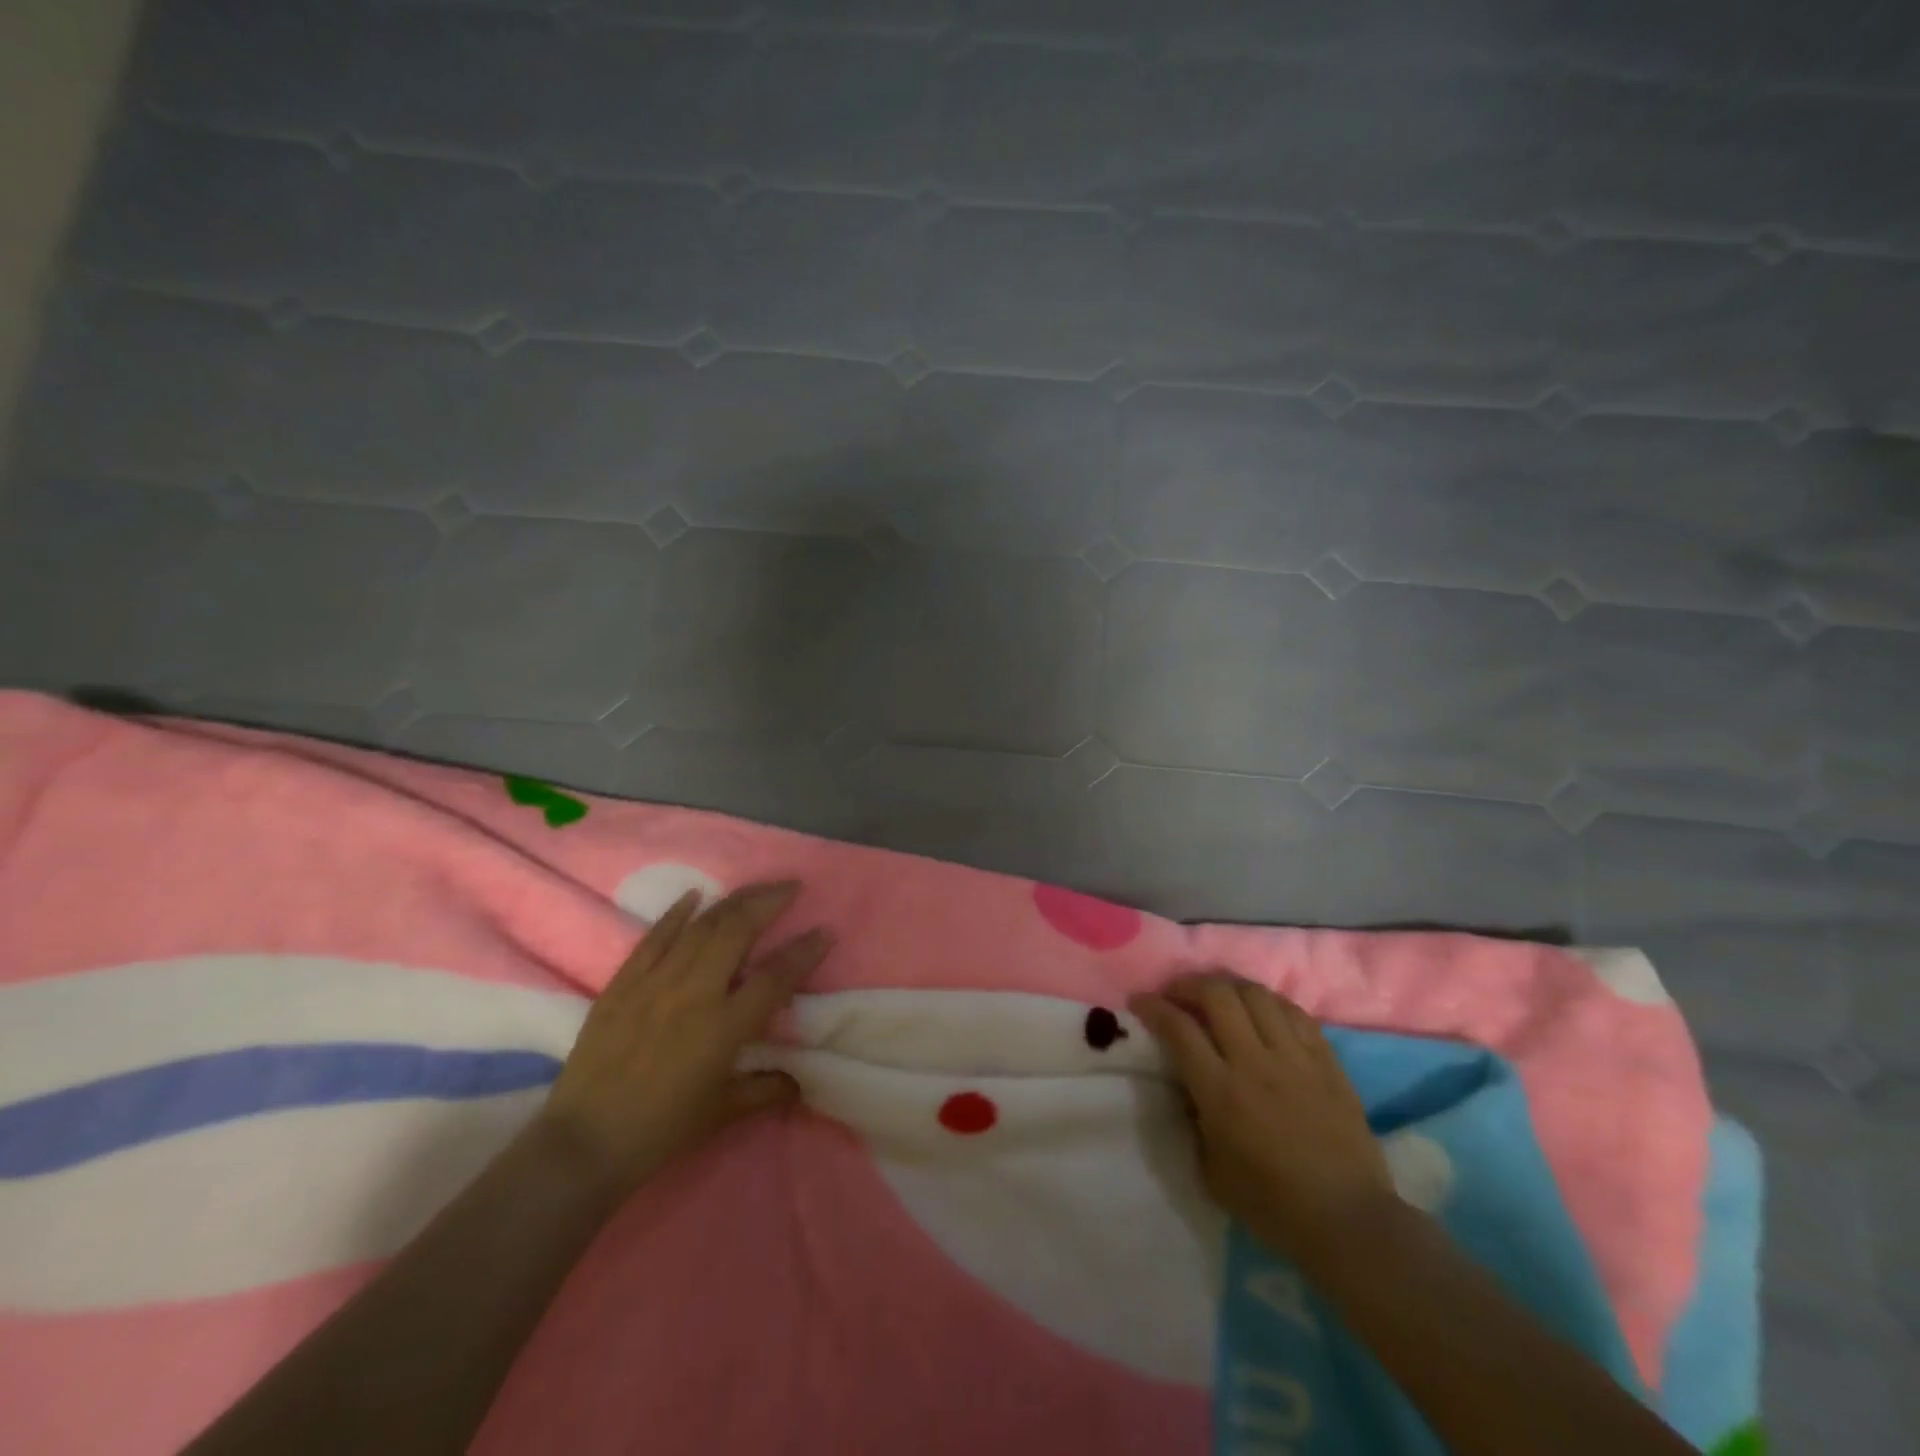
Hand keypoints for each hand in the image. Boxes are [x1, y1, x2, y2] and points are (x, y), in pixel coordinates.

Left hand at [539, 881, 831, 1196]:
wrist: (584, 1144)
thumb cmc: (661, 1131)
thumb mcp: (722, 1113)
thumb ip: (765, 1090)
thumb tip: (799, 1081)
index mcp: (723, 1027)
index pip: (775, 978)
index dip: (804, 952)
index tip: (825, 931)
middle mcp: (694, 993)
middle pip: (737, 931)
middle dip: (768, 902)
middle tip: (791, 886)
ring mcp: (655, 982)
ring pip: (700, 926)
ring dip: (733, 901)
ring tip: (756, 888)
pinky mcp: (623, 983)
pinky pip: (653, 938)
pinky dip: (676, 913)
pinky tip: (694, 895)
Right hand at [1131, 972, 1392, 1260]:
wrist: (1348, 1220)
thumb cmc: (1272, 1205)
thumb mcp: (1210, 1171)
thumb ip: (1193, 1122)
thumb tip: (1187, 1089)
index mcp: (1221, 1091)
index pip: (1179, 1028)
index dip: (1154, 1006)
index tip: (1140, 1000)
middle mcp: (1255, 1062)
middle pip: (1217, 995)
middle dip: (1189, 984)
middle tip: (1177, 992)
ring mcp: (1295, 1058)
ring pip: (1256, 994)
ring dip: (1229, 986)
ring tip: (1218, 995)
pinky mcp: (1327, 1061)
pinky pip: (1295, 1012)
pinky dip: (1270, 1002)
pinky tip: (1261, 1010)